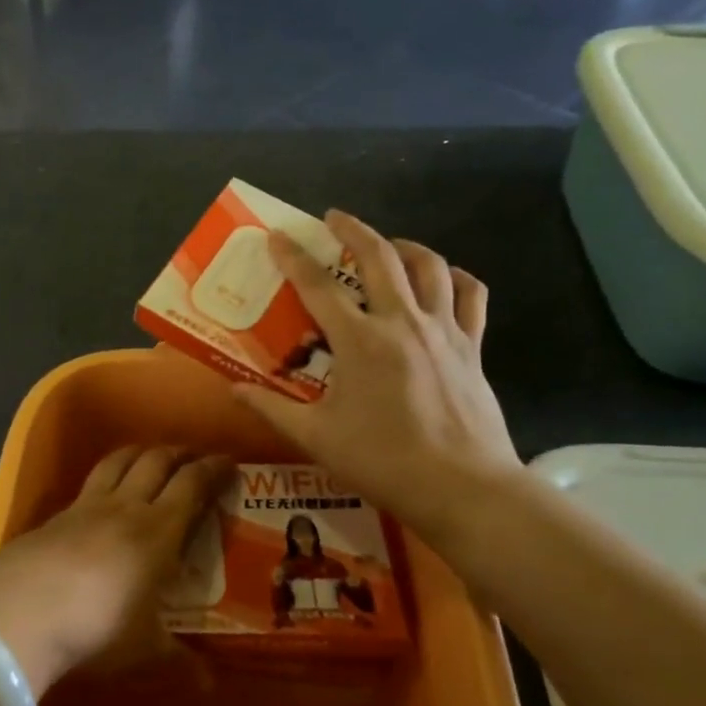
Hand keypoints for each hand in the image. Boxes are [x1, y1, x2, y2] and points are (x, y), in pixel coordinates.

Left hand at [0, 447, 229, 696]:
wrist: (21, 611)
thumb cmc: (97, 629)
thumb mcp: (144, 651)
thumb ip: (179, 662)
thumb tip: (209, 684)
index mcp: (158, 531)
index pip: (191, 485)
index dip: (212, 469)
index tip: (228, 462)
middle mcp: (125, 507)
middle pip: (156, 462)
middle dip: (179, 453)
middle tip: (194, 456)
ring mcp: (86, 506)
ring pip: (119, 461)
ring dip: (141, 452)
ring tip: (152, 456)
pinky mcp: (55, 515)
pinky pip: (90, 482)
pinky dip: (107, 475)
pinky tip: (105, 491)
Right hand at [233, 211, 521, 540]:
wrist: (463, 488)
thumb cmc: (384, 461)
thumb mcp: (317, 438)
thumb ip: (272, 409)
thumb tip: (233, 390)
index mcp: (360, 341)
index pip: (317, 286)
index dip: (293, 257)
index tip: (277, 235)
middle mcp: (402, 322)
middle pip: (379, 257)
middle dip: (353, 230)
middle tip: (333, 218)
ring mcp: (444, 331)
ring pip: (431, 267)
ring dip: (406, 246)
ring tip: (388, 244)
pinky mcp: (472, 346)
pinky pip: (471, 297)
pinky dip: (457, 278)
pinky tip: (445, 279)